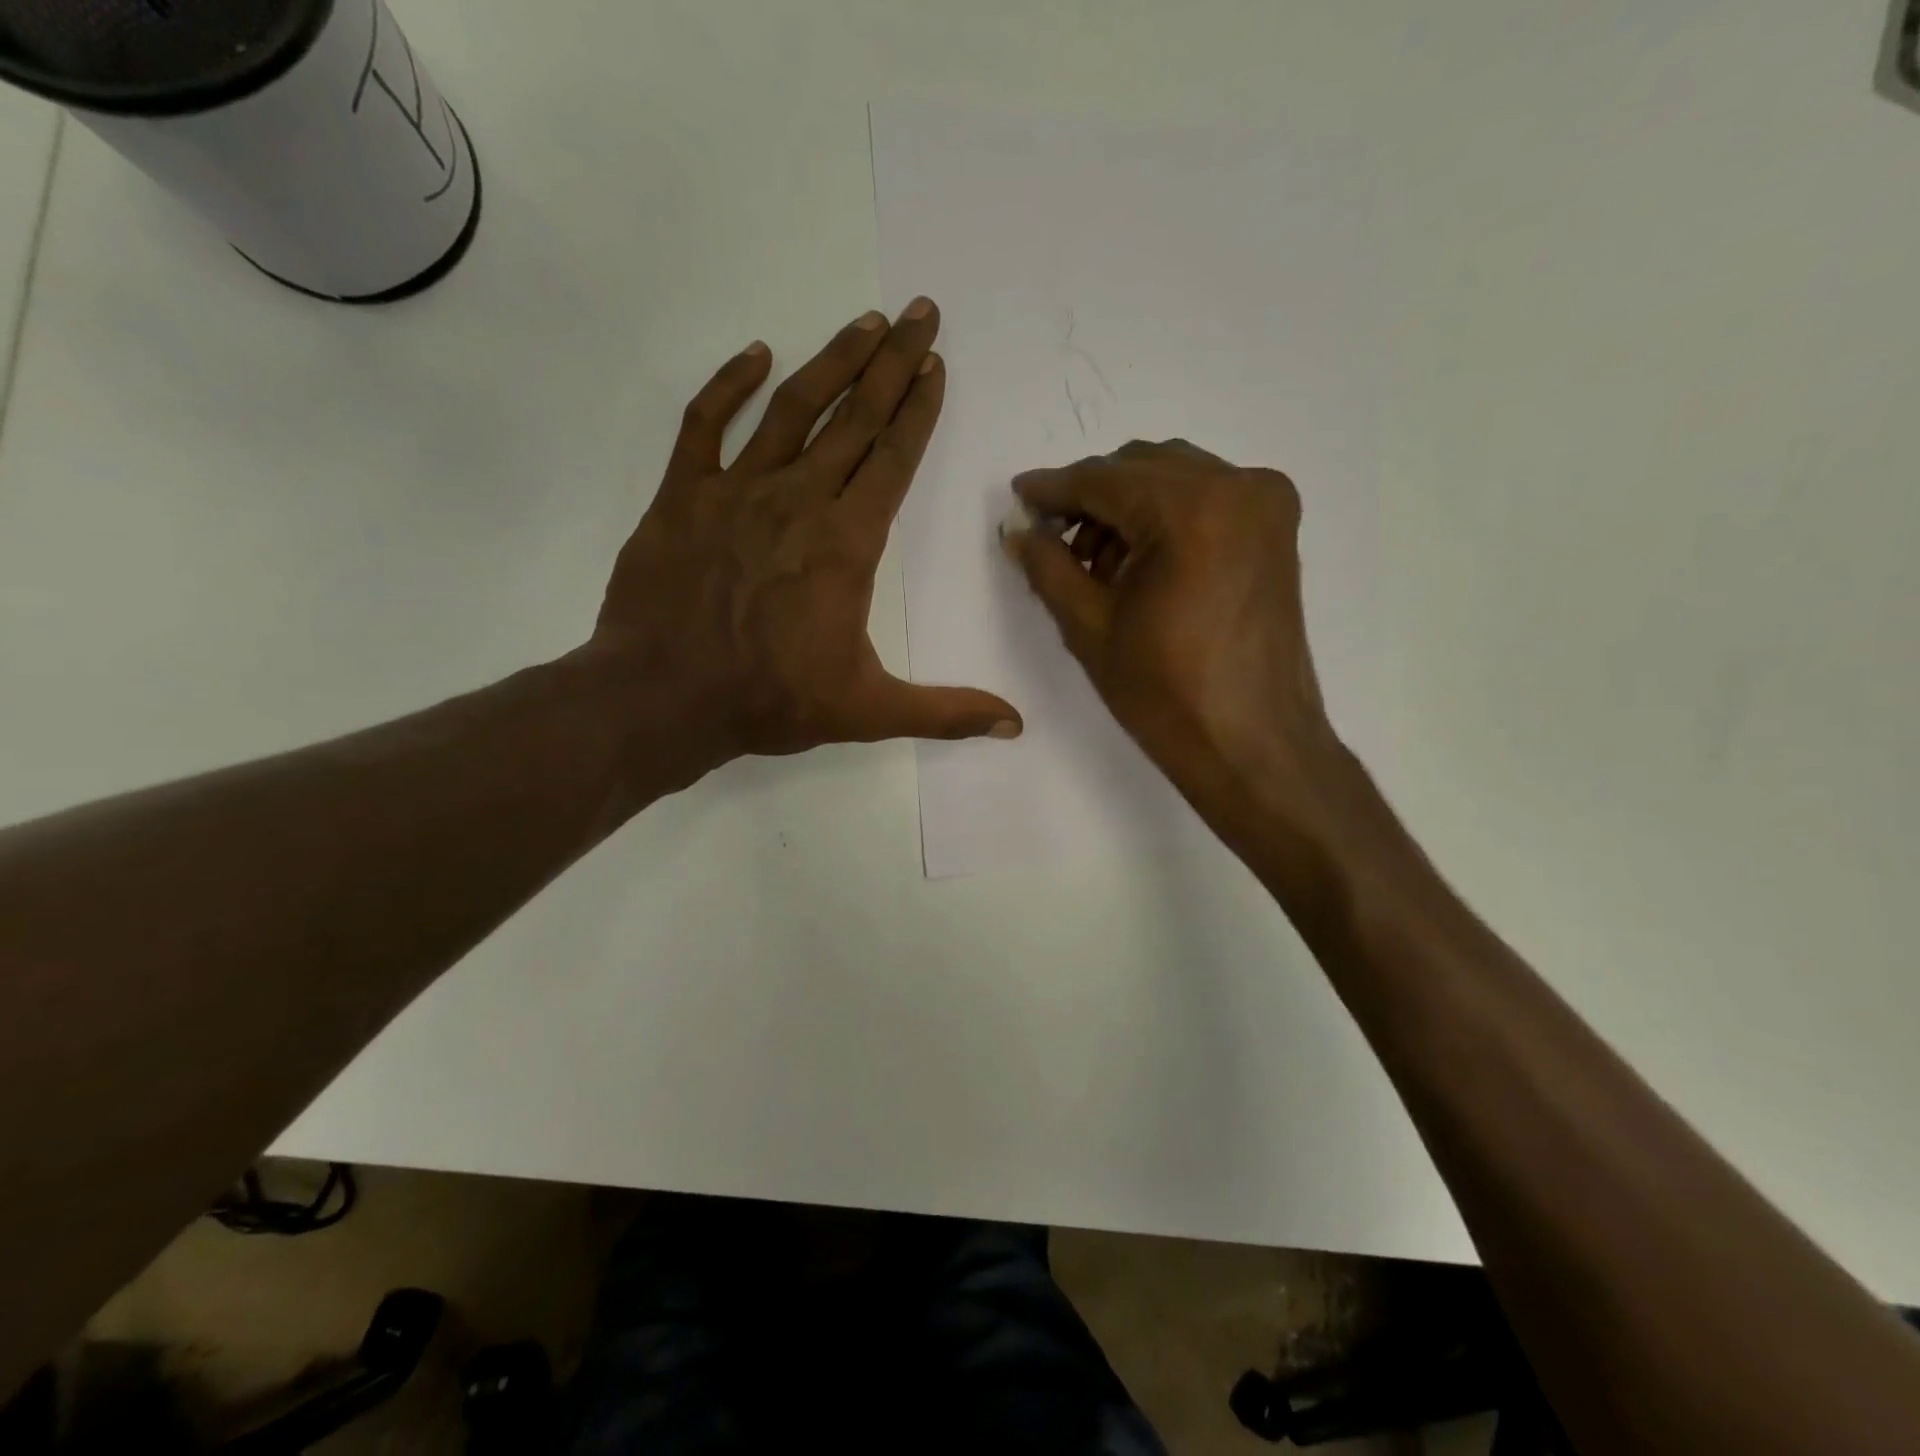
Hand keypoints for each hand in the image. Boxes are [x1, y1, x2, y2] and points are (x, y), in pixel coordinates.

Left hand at [582, 300, 1020, 792]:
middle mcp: (798, 500)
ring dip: (832, 361)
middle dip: (892, 362)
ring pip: (792, 408)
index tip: (936, 363)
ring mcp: (735, 490)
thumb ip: (946, 711)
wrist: (663, 698)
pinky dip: (728, 384)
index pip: (894, 459)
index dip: (918, 409)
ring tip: (864, 321)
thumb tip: (1016, 725)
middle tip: (920, 312)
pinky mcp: (682, 495)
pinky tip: (757, 354)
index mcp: (846, 543)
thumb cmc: (771, 700)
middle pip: (855, 418)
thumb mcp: (869, 711)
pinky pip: (705, 423)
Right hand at [1000, 440, 1345, 829]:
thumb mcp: (1090, 627)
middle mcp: (1238, 487)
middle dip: (1091, 497)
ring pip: (1174, 478)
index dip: (1054, 488)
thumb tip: (1018, 530)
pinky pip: (1206, 498)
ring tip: (1095, 564)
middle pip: (1141, 467)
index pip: (1104, 479)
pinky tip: (1139, 562)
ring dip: (1127, 506)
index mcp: (1191, 509)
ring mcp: (1266, 505)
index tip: (1019, 496)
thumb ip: (1048, 566)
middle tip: (1052, 538)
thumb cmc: (1166, 695)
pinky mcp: (1276, 529)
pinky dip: (1166, 515)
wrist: (1252, 745)